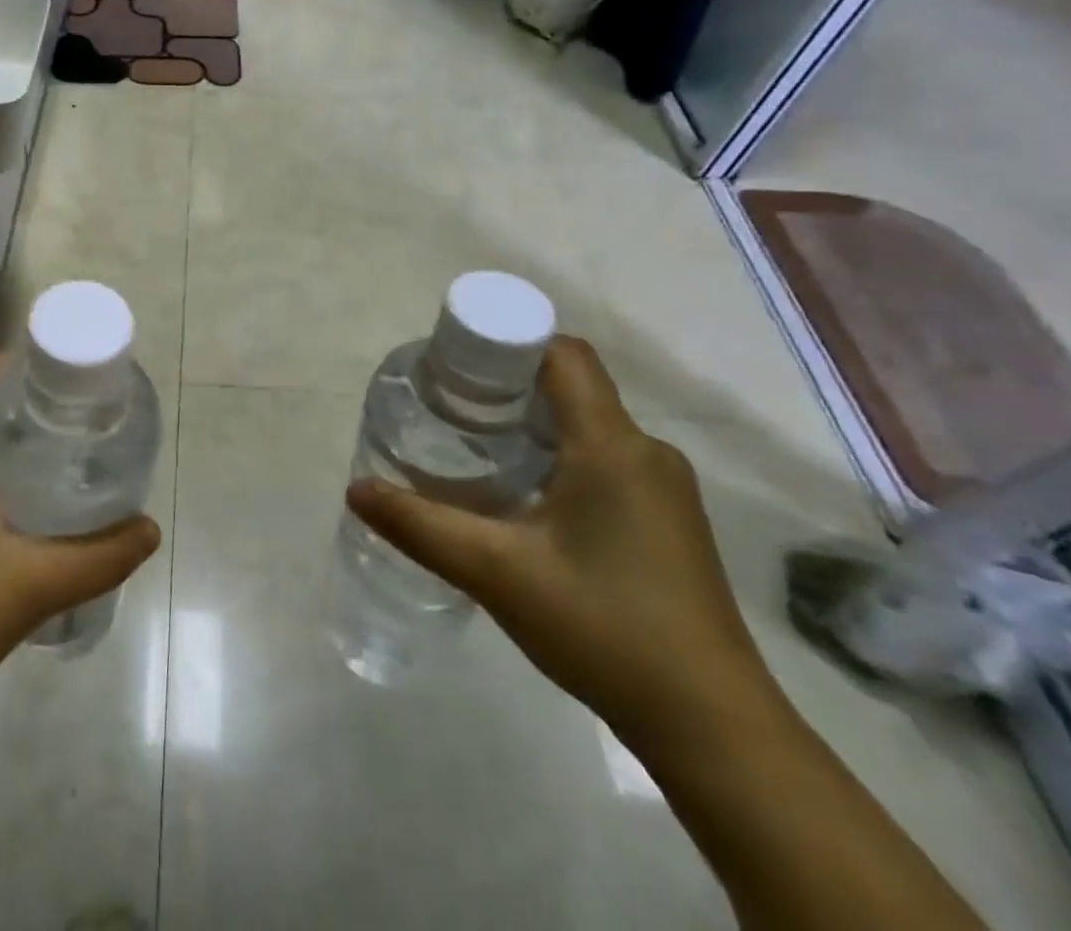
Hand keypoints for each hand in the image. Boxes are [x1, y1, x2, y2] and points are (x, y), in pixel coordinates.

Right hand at [347, 336, 773, 745]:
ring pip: (586, 425)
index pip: (562, 353)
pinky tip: (519, 495)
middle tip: (446, 404)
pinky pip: (603, 459)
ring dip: (529, 422)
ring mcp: (663, 490)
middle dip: (505, 383)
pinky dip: (556, 455)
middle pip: (569, 386)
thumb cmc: (604, 628)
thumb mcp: (495, 572)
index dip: (507, 341)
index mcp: (612, 446)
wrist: (713, 729)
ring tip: (471, 444)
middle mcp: (646, 453)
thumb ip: (419, 525)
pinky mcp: (666, 522)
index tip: (454, 362)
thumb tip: (356, 489)